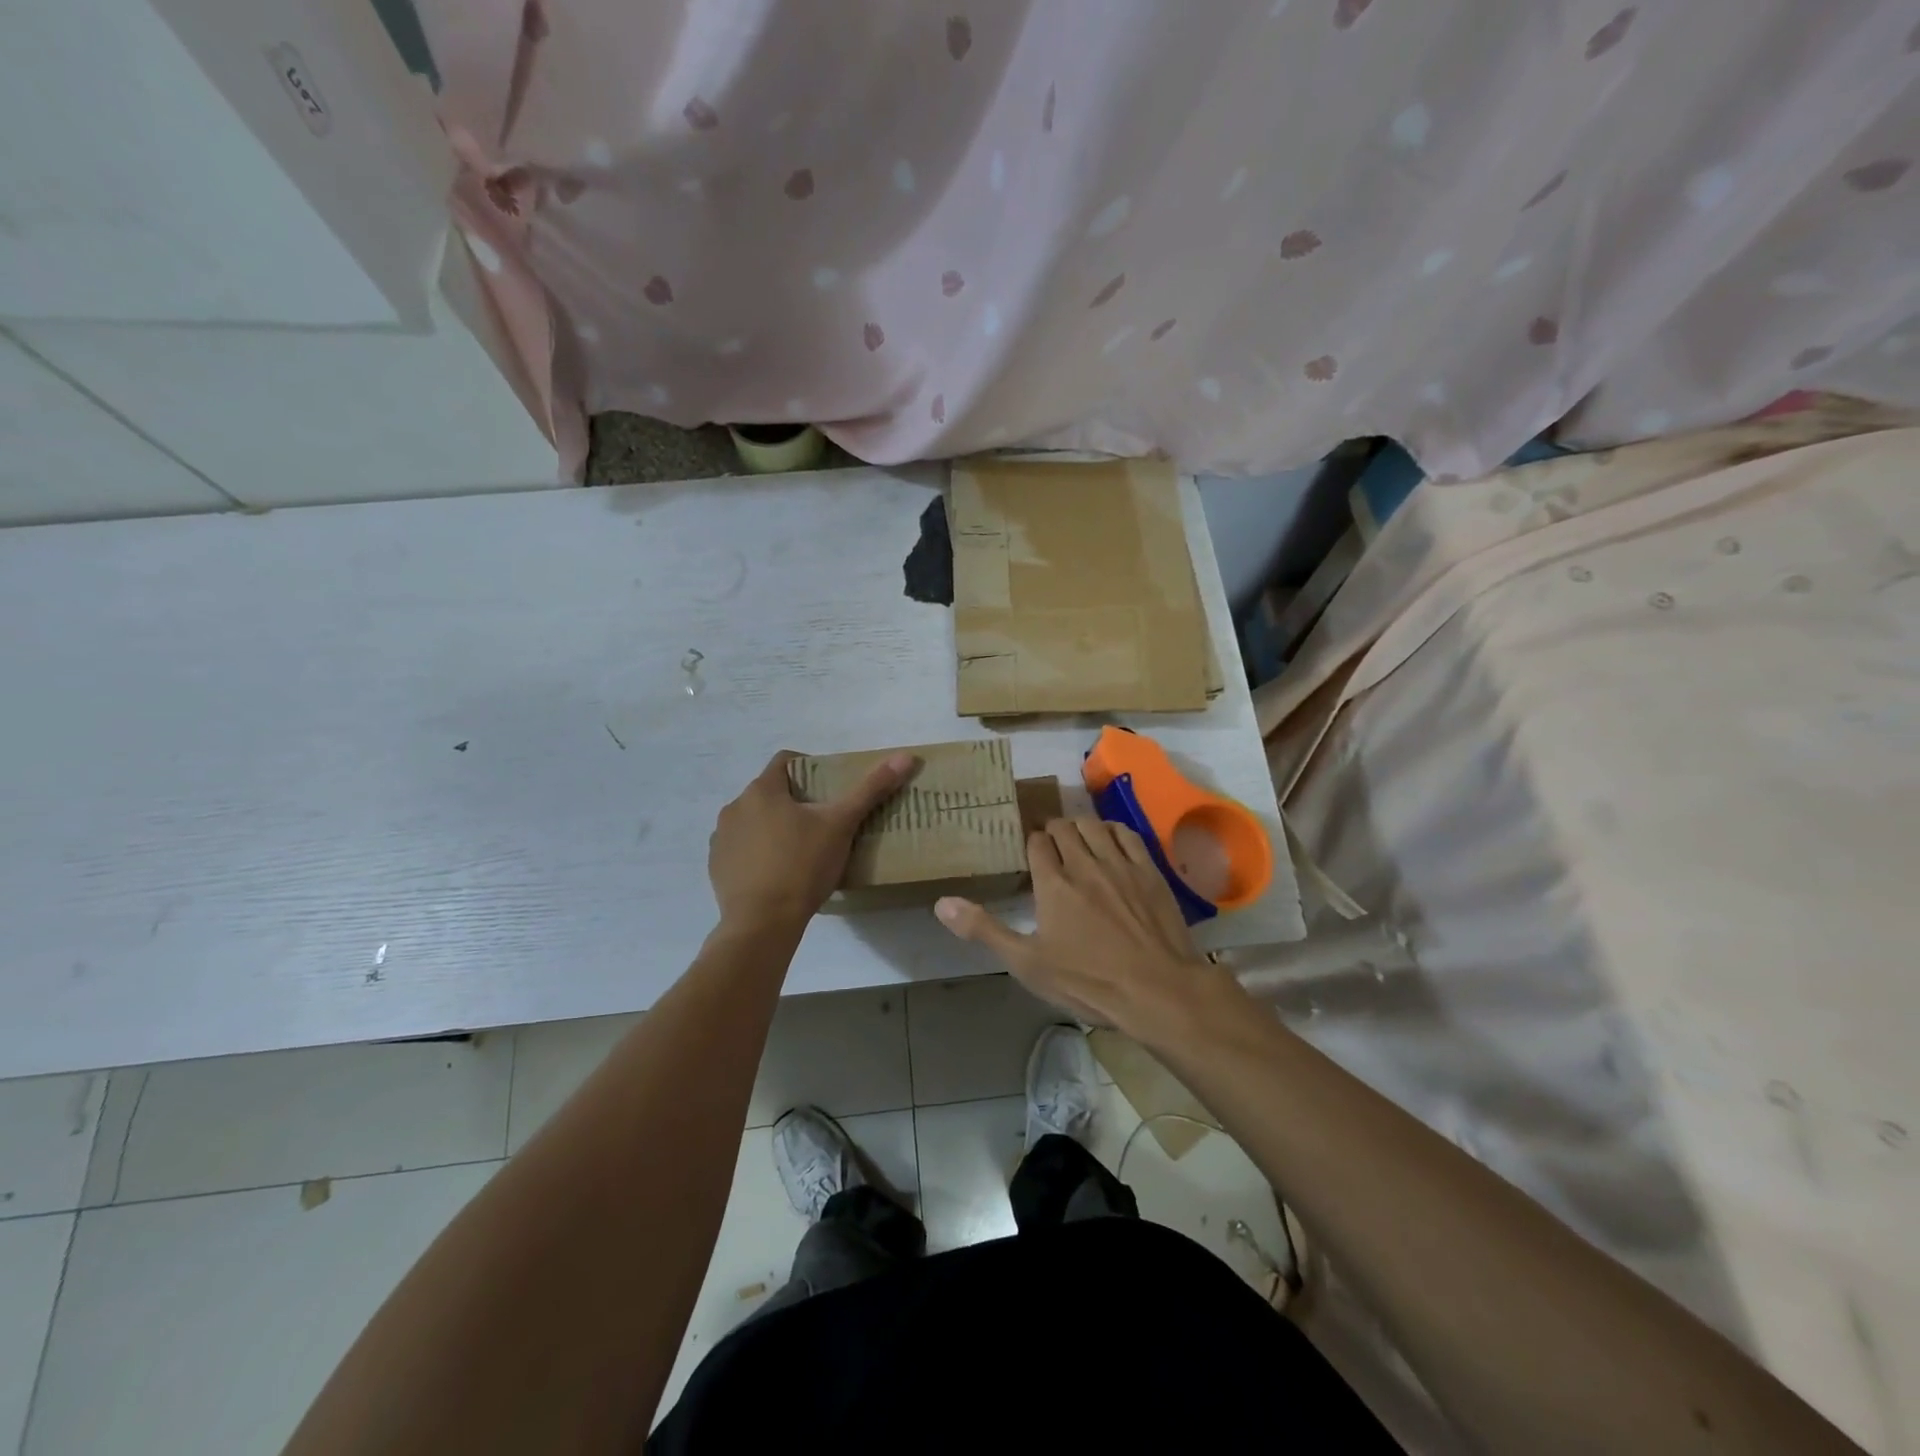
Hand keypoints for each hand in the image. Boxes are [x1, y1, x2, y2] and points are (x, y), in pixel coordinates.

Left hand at [708, 749, 916, 929]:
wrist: (763, 923)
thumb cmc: (803, 866)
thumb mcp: (842, 825)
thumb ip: (871, 789)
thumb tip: (906, 757)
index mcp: (763, 790)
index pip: (785, 761)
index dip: (809, 768)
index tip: (828, 789)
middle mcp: (735, 807)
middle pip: (770, 792)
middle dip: (794, 801)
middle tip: (822, 823)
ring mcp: (721, 838)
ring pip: (753, 820)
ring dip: (773, 826)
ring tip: (800, 850)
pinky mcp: (716, 866)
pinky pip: (740, 848)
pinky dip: (757, 852)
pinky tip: (777, 872)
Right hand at [934, 818, 1228, 1036]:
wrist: (1158, 990)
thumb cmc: (1088, 981)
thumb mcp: (1028, 964)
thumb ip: (984, 930)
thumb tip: (942, 902)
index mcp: (1053, 883)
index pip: (1036, 843)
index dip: (1031, 844)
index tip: (1030, 853)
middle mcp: (1084, 863)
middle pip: (1064, 828)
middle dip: (1053, 831)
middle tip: (1051, 846)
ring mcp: (1120, 864)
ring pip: (1094, 826)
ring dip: (1081, 826)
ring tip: (1077, 838)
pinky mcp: (1149, 871)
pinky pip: (1128, 834)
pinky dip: (1113, 830)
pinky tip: (1110, 839)